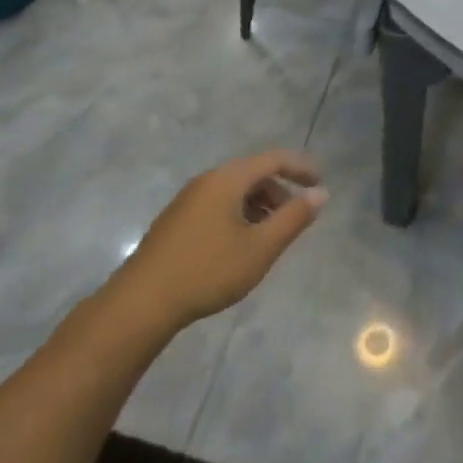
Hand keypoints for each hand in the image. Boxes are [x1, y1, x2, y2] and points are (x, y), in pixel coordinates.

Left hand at [115, 151, 326, 330]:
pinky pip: (218, 204)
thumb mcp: (260, 248)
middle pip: (253, 173)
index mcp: (228, 179)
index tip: (320, 183)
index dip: (300, 168)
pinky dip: (239, 214)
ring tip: (271, 234)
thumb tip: (321, 193)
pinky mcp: (176, 221)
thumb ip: (293, 218)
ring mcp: (187, 200)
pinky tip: (240, 245)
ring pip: (234, 190)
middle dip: (279, 190)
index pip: (273, 159)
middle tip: (296, 216)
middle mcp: (207, 180)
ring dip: (259, 205)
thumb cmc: (208, 271)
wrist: (141, 303)